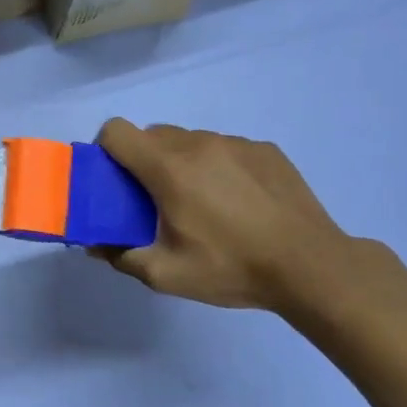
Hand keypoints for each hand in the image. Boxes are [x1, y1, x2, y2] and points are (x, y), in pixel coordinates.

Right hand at [94, 119, 360, 312]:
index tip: (113, 180)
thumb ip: (121, 256)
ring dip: (181, 163)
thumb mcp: (166, 274)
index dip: (105, 151)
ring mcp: (235, 142)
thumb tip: (95, 244)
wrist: (312, 267)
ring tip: (202, 203)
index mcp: (168, 167)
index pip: (116, 131)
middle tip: (154, 200)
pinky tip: (238, 202)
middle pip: (151, 135)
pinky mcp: (265, 149)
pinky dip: (217, 167)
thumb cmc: (232, 267)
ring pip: (189, 141)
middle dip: (142, 161)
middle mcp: (198, 143)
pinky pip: (224, 148)